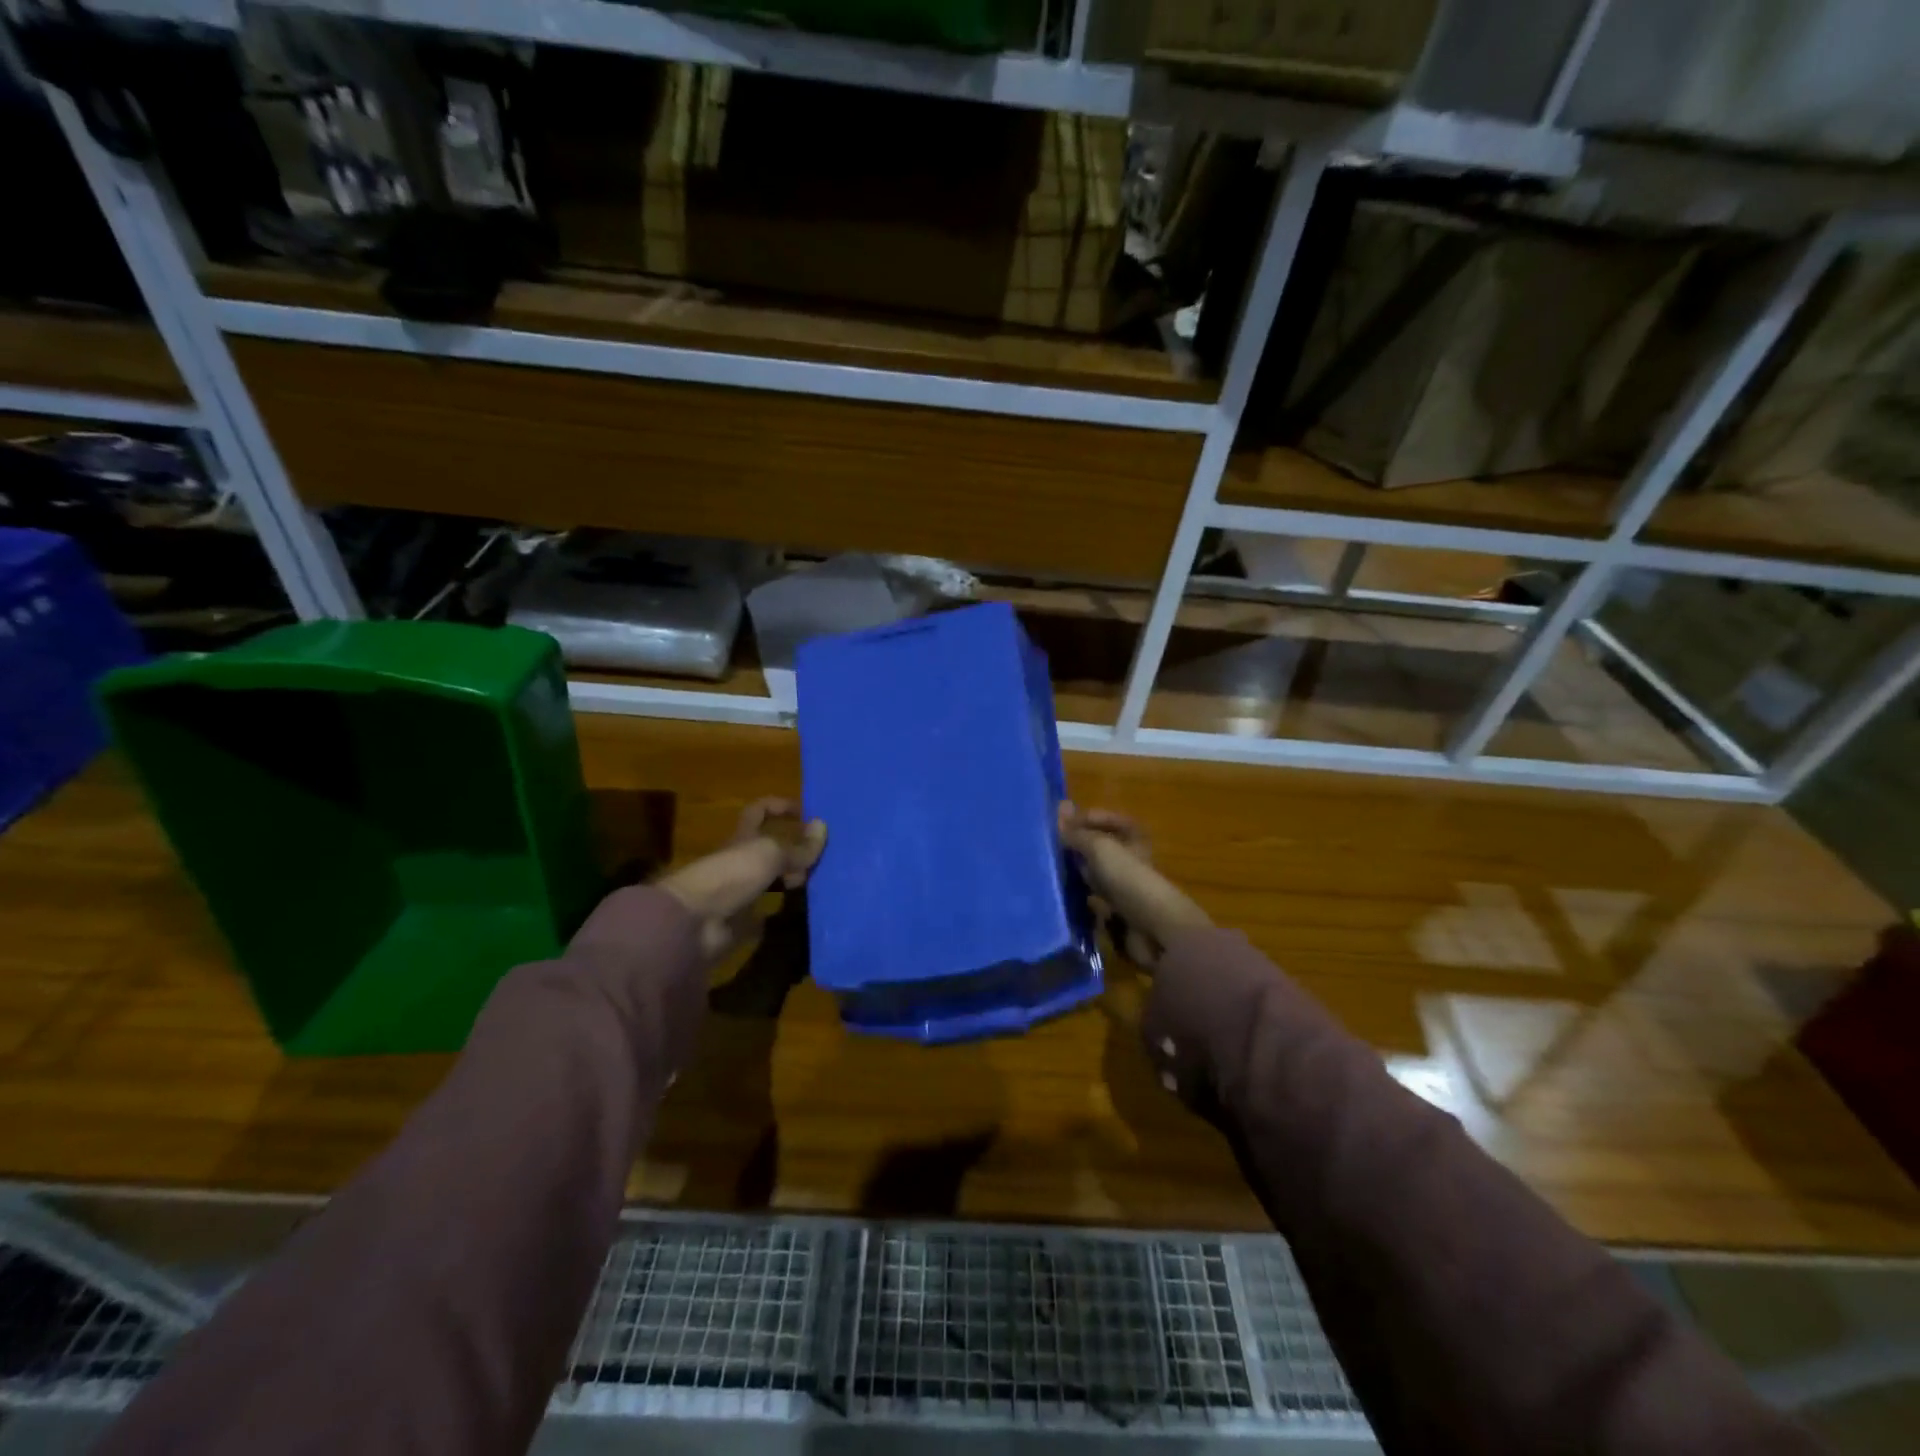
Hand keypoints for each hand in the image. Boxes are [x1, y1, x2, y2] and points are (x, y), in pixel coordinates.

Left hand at [656, 799, 826, 961]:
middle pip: (770, 847)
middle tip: (822, 856)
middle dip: (794, 848)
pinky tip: (804, 910)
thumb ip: (798, 846)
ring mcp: (740, 891)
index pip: (759, 811)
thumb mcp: (770, 854)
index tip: (806, 813)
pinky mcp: (742, 919)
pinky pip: (767, 911)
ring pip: (772, 878)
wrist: (695, 923)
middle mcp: (740, 860)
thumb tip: (823, 826)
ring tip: (819, 881)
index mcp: (742, 837)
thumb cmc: (732, 875)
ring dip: (793, 878)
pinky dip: (783, 910)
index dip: (780, 806)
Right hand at [1058, 803, 1210, 967]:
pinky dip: (1081, 897)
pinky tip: (1063, 896)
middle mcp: (1131, 862)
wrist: (1153, 928)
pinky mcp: (1118, 914)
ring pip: (1096, 875)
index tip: (1065, 824)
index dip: (1090, 818)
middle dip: (1079, 847)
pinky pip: (1095, 900)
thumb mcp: (1100, 847)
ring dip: (1078, 872)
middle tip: (1053, 847)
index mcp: (1134, 840)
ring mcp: (1125, 889)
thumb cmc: (1129, 878)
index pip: (1111, 821)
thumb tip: (1060, 810)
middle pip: (1102, 849)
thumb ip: (1078, 832)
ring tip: (1052, 870)